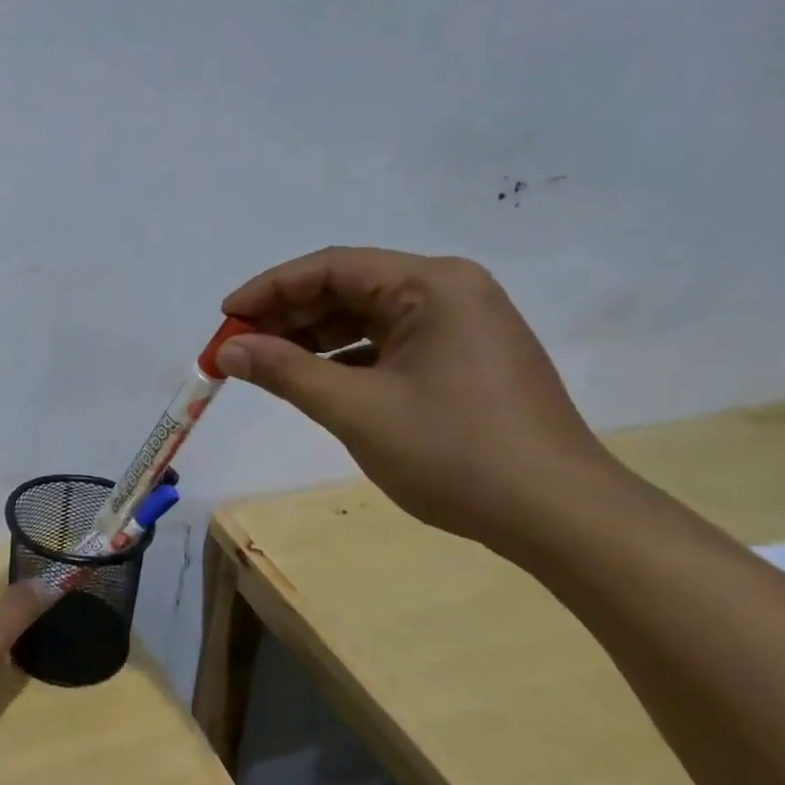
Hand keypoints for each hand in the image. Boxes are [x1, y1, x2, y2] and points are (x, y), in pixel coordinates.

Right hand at [217, 247, 621, 552]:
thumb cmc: (454, 452)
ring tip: (266, 365)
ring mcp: (463, 324)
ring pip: (367, 317)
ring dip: (313, 338)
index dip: (270, 289)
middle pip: (349, 288)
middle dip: (288, 316)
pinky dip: (347, 358)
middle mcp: (450, 290)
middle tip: (238, 347)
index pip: (332, 267)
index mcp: (431, 284)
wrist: (560, 517)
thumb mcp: (355, 409)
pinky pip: (390, 343)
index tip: (224, 317)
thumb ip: (285, 371)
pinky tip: (314, 381)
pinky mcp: (465, 358)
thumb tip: (227, 350)